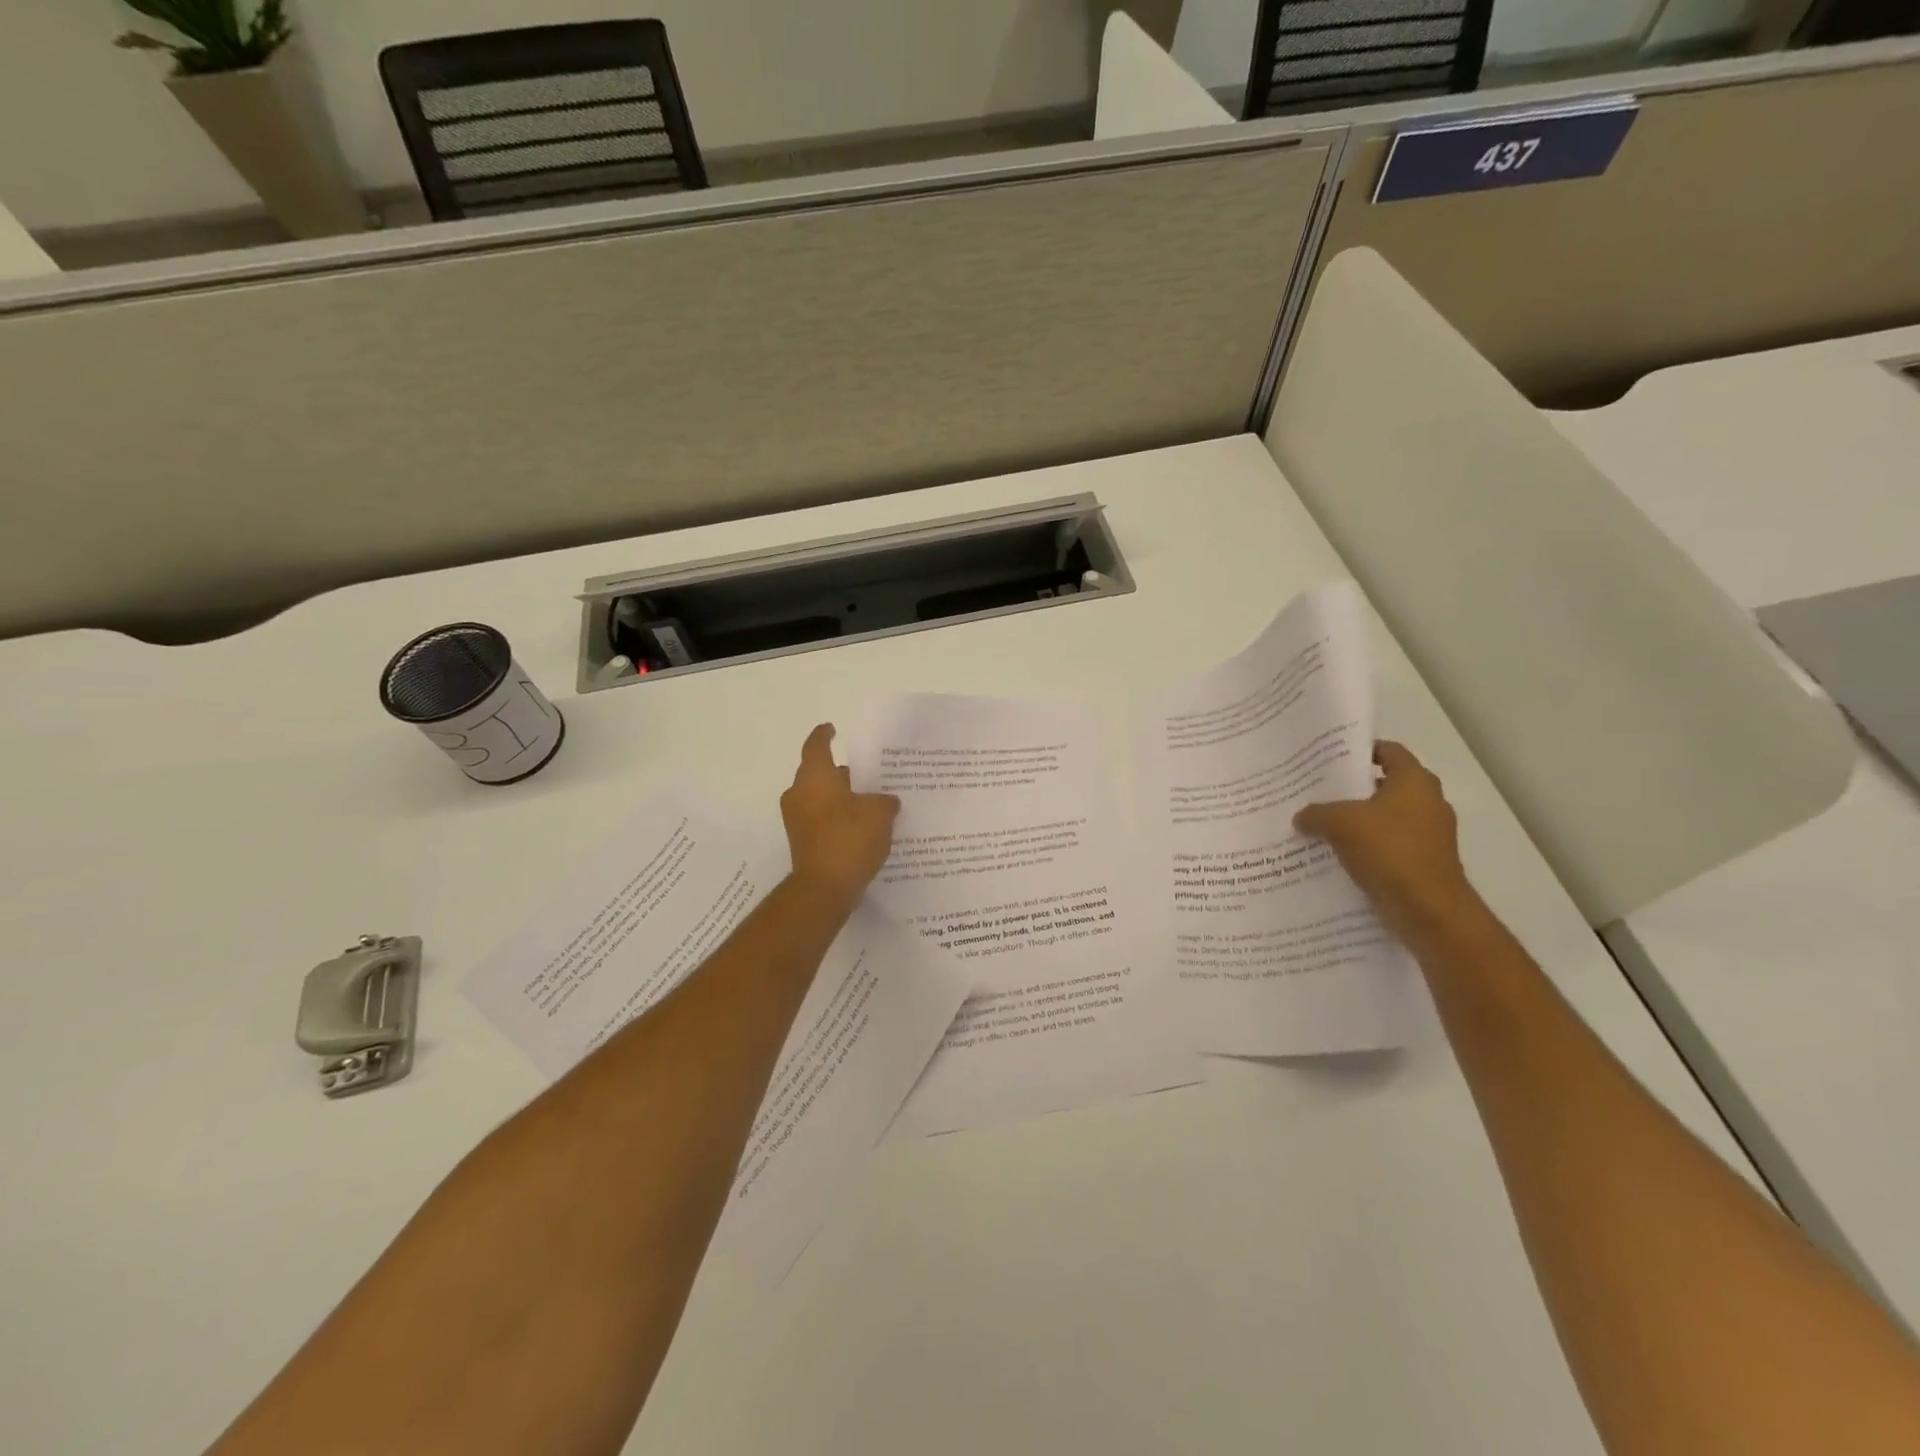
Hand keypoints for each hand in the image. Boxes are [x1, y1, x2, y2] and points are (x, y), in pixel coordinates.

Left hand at [780, 724, 900, 905]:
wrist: (824, 888)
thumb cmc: (849, 838)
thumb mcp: (880, 813)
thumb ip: (885, 801)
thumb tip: (886, 800)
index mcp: (814, 776)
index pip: (817, 745)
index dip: (825, 735)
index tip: (832, 729)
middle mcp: (799, 793)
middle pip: (820, 773)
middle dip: (842, 773)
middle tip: (869, 774)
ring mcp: (797, 820)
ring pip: (821, 798)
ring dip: (842, 798)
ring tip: (871, 802)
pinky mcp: (802, 842)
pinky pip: (821, 820)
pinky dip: (838, 818)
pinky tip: (863, 827)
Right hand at [1294, 741, 1481, 943]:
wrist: (1428, 910)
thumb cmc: (1389, 851)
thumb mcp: (1339, 823)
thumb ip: (1316, 813)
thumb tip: (1302, 817)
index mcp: (1414, 782)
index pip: (1388, 751)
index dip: (1360, 750)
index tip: (1330, 757)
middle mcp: (1427, 803)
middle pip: (1384, 785)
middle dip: (1352, 788)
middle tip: (1316, 790)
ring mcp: (1428, 835)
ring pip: (1384, 818)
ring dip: (1356, 821)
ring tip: (1319, 824)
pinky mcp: (1422, 862)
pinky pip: (1387, 846)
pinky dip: (1365, 847)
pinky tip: (1335, 854)